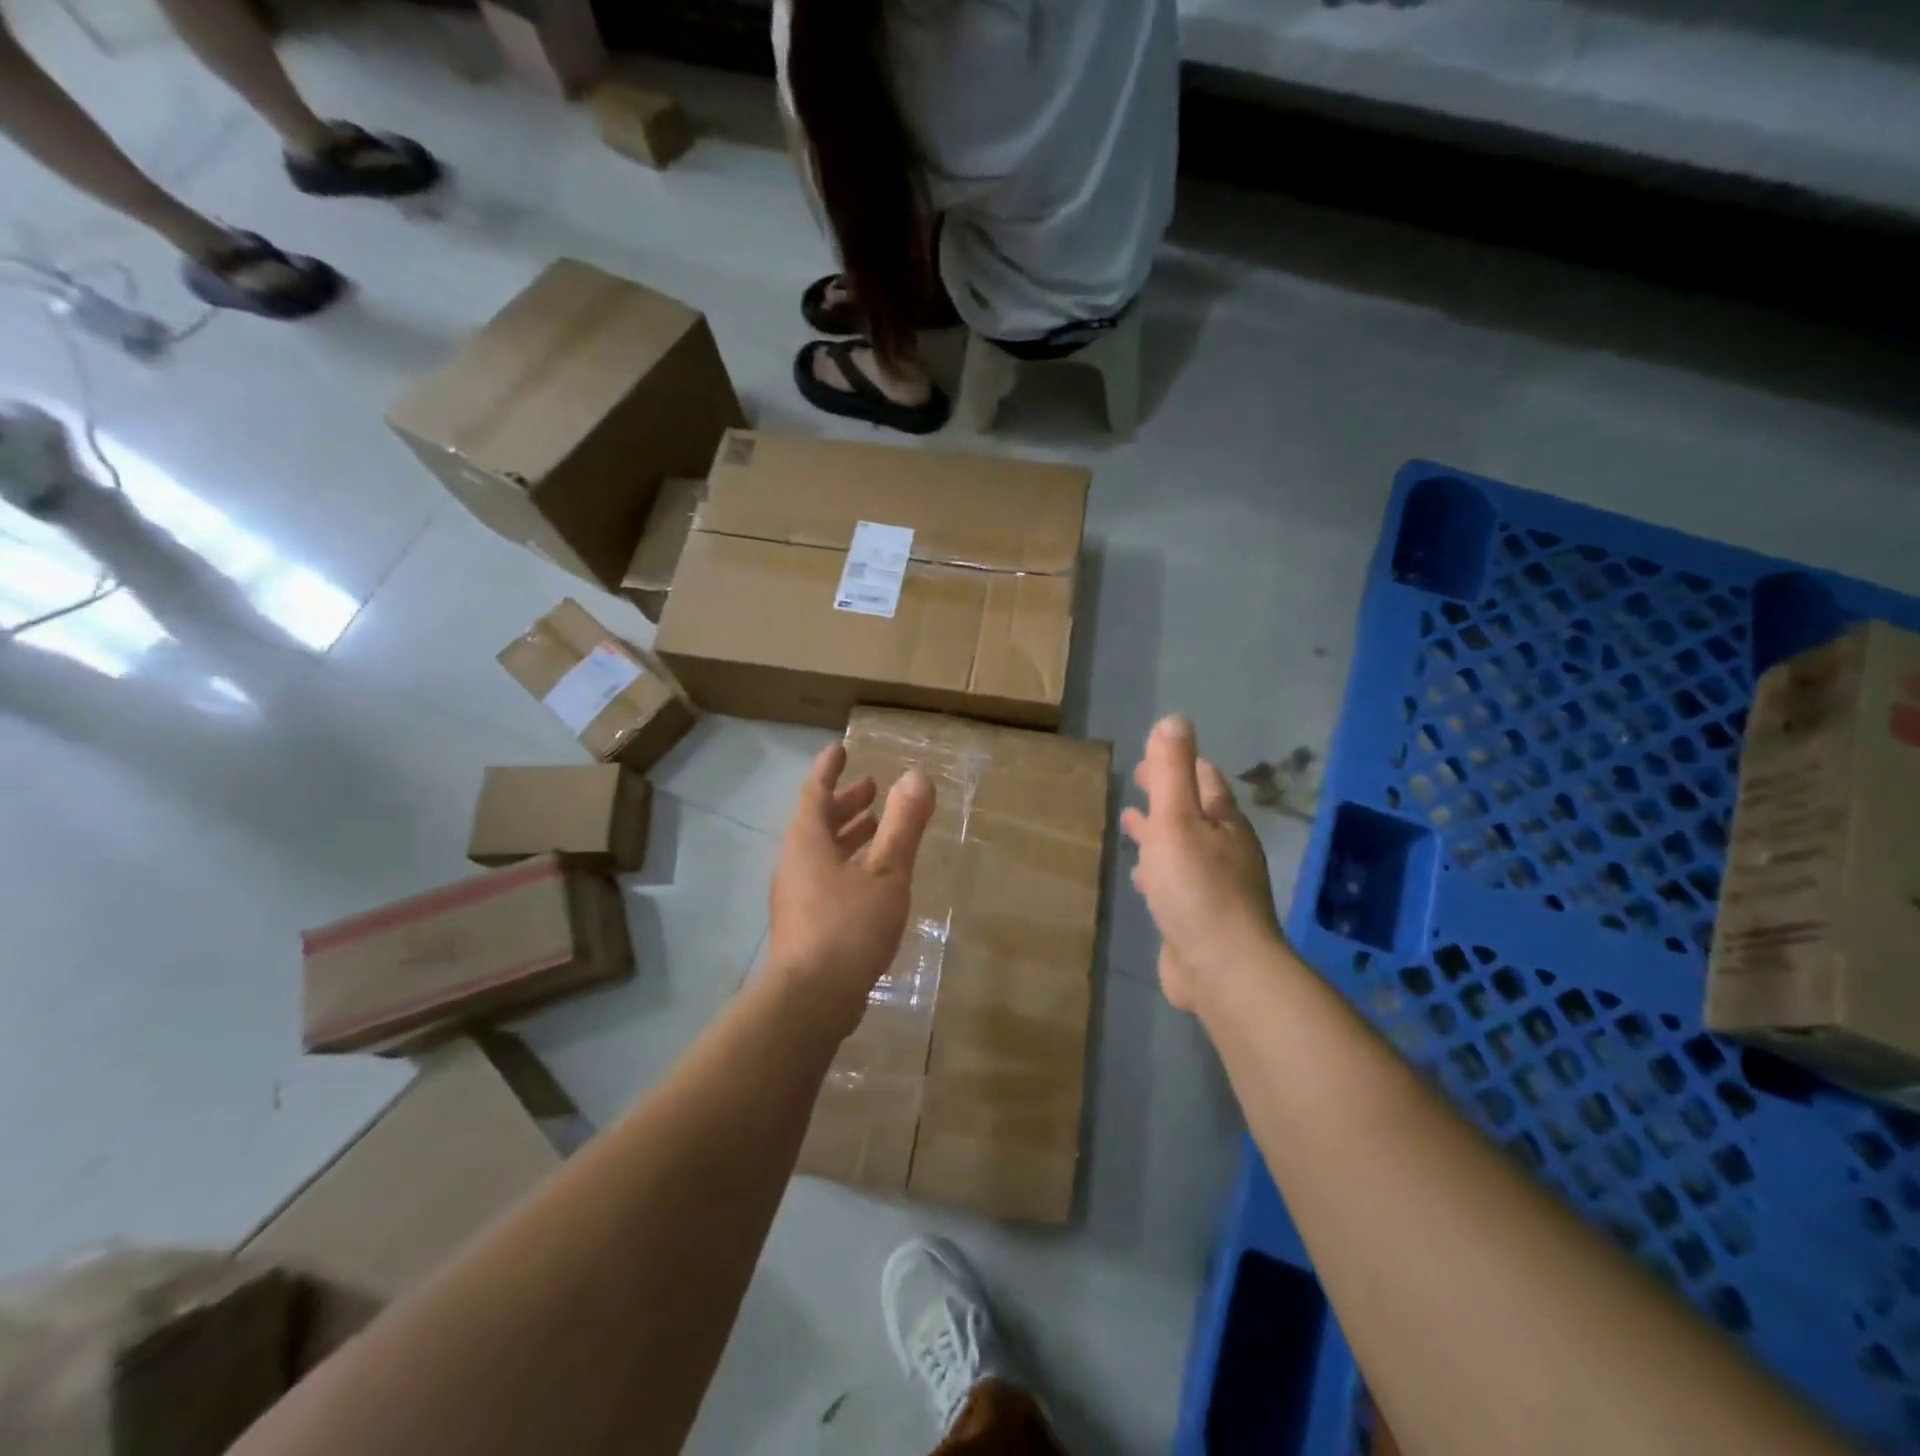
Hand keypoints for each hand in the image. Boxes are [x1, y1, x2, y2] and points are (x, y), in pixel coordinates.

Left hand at [768, 743, 935, 1035]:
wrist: (811, 1000)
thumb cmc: (849, 926)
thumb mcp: (887, 872)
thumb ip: (903, 826)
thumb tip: (917, 777)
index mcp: (808, 841)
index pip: (815, 791)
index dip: (829, 769)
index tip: (840, 749)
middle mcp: (795, 862)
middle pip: (817, 821)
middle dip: (845, 803)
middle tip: (872, 789)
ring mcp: (796, 896)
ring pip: (821, 852)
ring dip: (847, 835)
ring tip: (876, 828)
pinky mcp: (803, 924)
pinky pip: (824, 877)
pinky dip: (847, 864)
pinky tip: (871, 881)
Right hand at [1120, 715, 1280, 1010]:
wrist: (1222, 968)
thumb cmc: (1197, 887)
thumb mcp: (1178, 819)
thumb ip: (1174, 770)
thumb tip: (1175, 718)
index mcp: (1224, 823)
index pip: (1205, 781)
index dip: (1180, 764)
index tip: (1152, 756)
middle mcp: (1225, 851)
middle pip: (1194, 813)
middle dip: (1166, 797)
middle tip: (1138, 783)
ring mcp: (1215, 887)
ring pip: (1183, 848)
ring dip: (1159, 833)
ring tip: (1130, 821)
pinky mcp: (1199, 919)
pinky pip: (1175, 882)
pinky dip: (1158, 870)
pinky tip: (1142, 878)